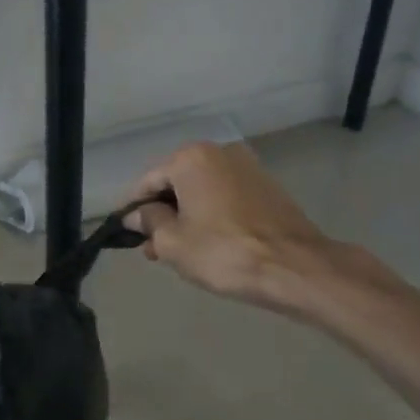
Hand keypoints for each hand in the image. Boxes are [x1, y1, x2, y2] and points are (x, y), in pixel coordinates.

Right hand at [126, 143, 391, 316]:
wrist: (294, 267)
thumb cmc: (223, 252)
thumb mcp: (172, 242)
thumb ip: (149, 222)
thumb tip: (138, 214)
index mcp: (191, 158)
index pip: (148, 182)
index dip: (133, 209)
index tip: (125, 234)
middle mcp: (219, 152)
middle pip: (176, 183)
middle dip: (161, 214)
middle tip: (152, 249)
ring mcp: (247, 168)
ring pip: (202, 192)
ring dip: (186, 217)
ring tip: (178, 252)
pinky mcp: (268, 187)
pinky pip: (226, 198)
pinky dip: (212, 215)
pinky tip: (208, 243)